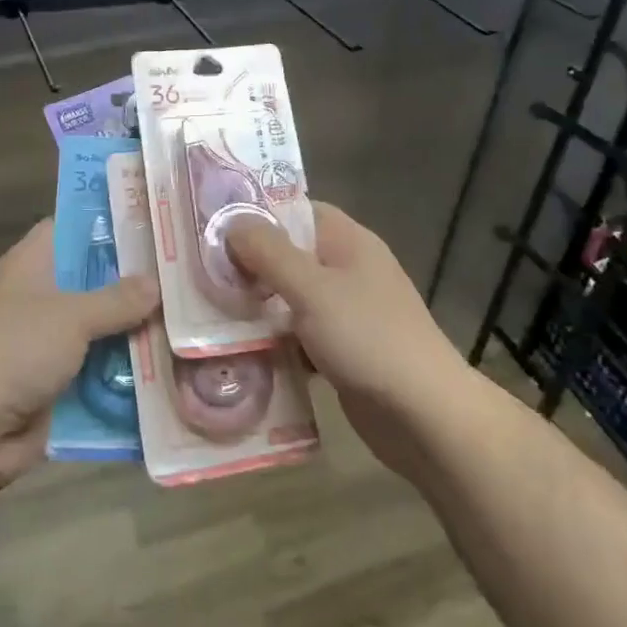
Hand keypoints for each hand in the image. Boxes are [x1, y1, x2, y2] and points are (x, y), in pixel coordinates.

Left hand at [0, 219, 157, 494]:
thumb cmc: (16, 351)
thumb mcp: (73, 316)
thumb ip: (118, 299)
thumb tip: (156, 284)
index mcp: (31, 263)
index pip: (72, 226)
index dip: (109, 221)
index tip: (153, 223)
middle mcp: (38, 296)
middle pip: (92, 278)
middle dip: (133, 280)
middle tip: (183, 273)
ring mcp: (46, 340)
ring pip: (99, 326)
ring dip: (132, 329)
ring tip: (187, 318)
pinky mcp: (54, 381)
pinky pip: (96, 367)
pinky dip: (122, 369)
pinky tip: (167, 364)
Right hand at [227, 202, 470, 476]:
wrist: (425, 416)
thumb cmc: (367, 337)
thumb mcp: (312, 288)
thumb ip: (269, 252)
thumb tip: (232, 222)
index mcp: (348, 241)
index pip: (297, 210)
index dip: (258, 213)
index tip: (214, 224)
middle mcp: (348, 269)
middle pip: (290, 254)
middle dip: (249, 264)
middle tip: (202, 273)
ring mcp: (347, 312)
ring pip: (291, 298)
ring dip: (258, 306)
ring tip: (209, 311)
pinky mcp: (343, 351)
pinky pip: (300, 334)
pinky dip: (275, 341)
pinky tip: (240, 352)